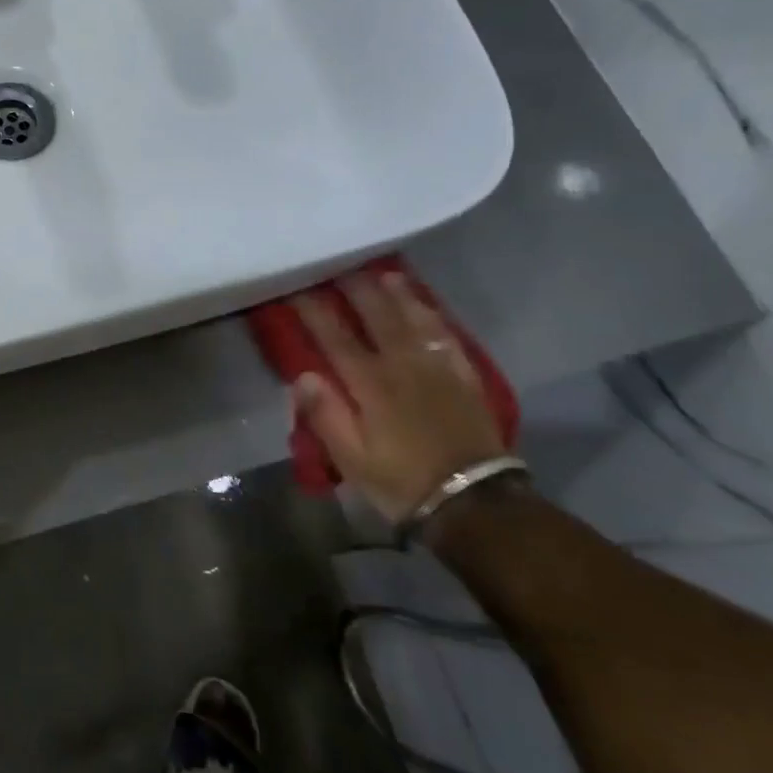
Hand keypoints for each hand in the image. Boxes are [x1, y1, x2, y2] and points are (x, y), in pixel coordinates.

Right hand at [287, 272, 504, 523]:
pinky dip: (436, 320)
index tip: (297, 290)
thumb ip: (325, 414)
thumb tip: (303, 374)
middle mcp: (404, 367)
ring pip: (417, 321)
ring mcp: (439, 371)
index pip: (335, 339)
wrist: (475, 505)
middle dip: (358, 291)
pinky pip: (449, 340)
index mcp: (371, 385)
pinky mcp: (466, 382)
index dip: (314, 312)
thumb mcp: (352, 459)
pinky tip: (429, 310)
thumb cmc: (402, 482)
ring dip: (400, 296)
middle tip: (342, 267)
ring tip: (387, 275)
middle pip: (379, 318)